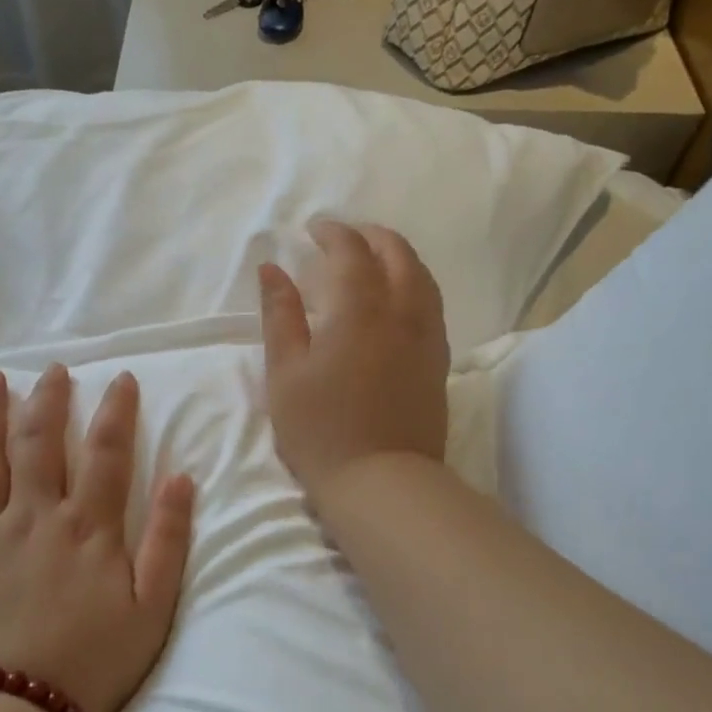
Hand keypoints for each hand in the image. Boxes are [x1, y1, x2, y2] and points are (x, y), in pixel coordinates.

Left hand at [0, 365, 194, 711]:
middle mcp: (35, 517)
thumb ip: (169, 539)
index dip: (117, 410)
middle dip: (49, 398)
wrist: (18, 711)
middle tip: (54, 369)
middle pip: (40, 441)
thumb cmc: (95, 660)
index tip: (123, 378)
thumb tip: (182, 478)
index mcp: (88, 527)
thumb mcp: (153, 606)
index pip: (107, 451)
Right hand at [259, 220, 449, 504]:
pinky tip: (399, 298)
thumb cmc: (321, 430)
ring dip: (399, 256)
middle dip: (371, 236)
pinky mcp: (438, 362)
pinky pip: (432, 304)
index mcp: (360, 311)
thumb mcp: (285, 373)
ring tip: (376, 258)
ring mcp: (427, 337)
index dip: (334, 233)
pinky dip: (415, 284)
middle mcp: (402, 313)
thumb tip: (272, 268)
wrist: (380, 482)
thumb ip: (280, 315)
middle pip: (397, 254)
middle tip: (345, 237)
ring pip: (422, 277)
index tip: (314, 229)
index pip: (352, 252)